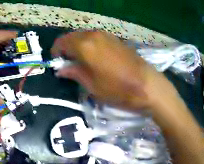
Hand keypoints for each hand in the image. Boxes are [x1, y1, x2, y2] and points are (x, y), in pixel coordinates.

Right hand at [51, 32, 180, 113]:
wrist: (147, 85)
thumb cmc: (119, 89)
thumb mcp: (93, 87)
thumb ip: (75, 73)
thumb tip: (61, 69)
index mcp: (84, 46)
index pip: (61, 43)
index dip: (56, 52)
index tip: (57, 63)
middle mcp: (92, 35)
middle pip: (72, 37)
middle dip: (67, 48)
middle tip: (70, 63)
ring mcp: (104, 34)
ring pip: (84, 36)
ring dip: (79, 46)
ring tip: (83, 61)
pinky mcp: (114, 38)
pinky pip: (95, 38)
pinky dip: (90, 45)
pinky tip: (97, 57)